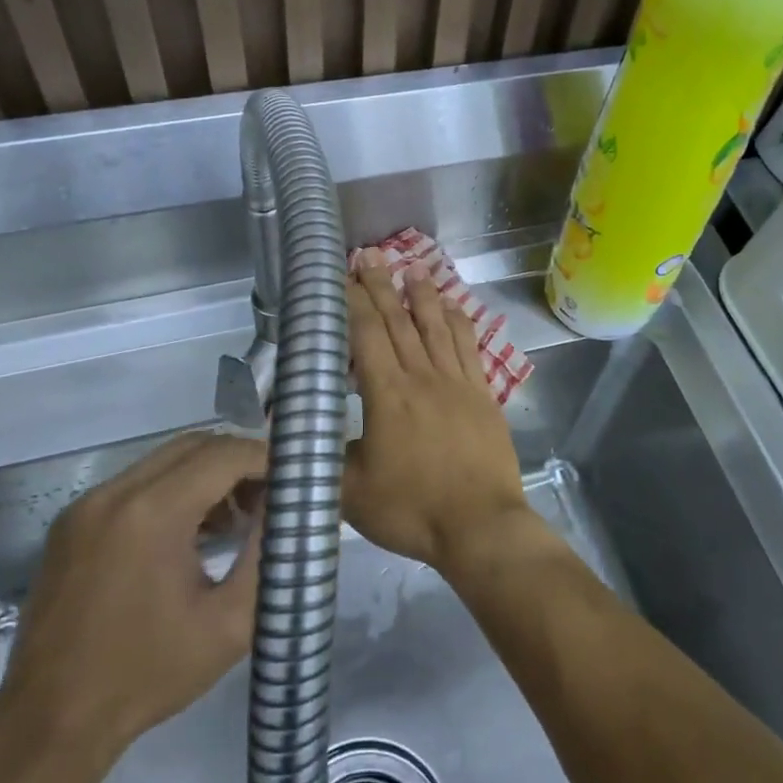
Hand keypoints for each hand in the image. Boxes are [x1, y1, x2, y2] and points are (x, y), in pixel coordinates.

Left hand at [0, 432, 263, 777]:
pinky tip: (192, 532)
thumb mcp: (229, 623)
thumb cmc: (149, 675)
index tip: (295, 479)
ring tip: (235, 519)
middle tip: (270, 496)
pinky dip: (173, 491)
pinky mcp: (72, 522)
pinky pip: (136, 483)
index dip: (265, 459)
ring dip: (206, 475)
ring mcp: (87, 505)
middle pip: (194, 445)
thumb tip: (291, 510)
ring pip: (164, 460)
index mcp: (152, 514)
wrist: (51, 722)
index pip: (223, 454)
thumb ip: (267, 555)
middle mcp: (114, 493)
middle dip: (238, 461)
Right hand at [344, 252, 534, 573]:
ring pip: (437, 327)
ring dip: (423, 296)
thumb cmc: (412, 510)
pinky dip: (460, 324)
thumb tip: (300, 437)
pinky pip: (469, 348)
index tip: (342, 278)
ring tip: (414, 270)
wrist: (480, 525)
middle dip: (382, 287)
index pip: (366, 335)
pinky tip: (455, 309)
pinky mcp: (483, 395)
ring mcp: (457, 383)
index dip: (352, 302)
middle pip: (399, 321)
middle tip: (370, 258)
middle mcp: (422, 376)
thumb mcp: (351, 493)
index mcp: (387, 394)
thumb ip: (324, 458)